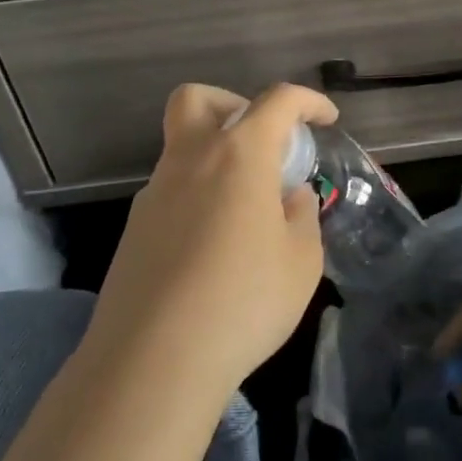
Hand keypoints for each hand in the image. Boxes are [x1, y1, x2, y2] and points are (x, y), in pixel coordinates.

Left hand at [82, 83, 338, 406]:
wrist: (152, 361)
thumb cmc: (243, 301)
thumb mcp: (300, 262)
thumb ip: (301, 217)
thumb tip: (290, 198)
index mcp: (238, 154)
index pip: (278, 101)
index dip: (308, 101)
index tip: (327, 119)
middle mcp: (190, 160)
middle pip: (198, 99)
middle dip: (233, 104)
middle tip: (262, 144)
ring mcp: (154, 193)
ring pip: (183, 149)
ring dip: (216, 159)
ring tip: (248, 212)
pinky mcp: (134, 230)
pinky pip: (171, 192)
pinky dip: (198, 198)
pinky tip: (215, 248)